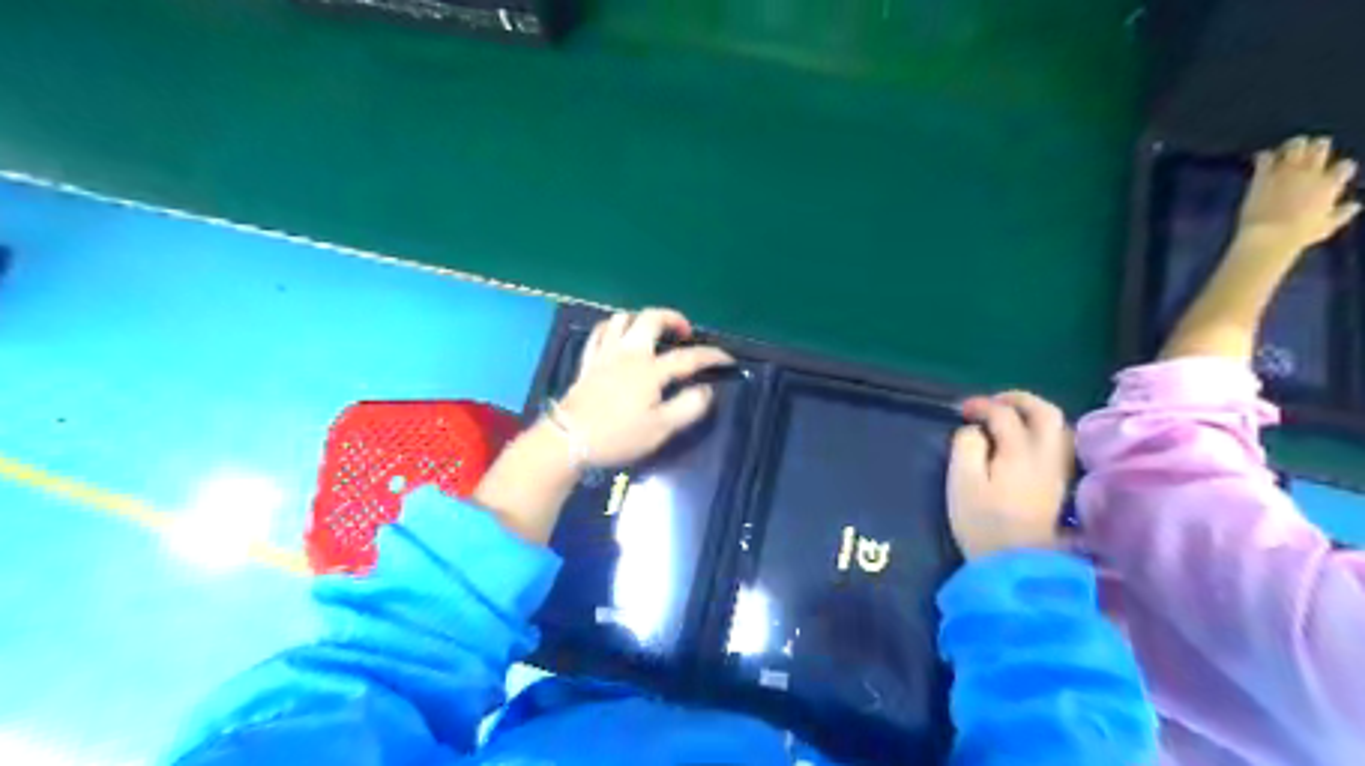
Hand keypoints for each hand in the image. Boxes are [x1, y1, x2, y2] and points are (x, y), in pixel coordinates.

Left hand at [554, 304, 735, 465]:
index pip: (688, 357)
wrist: (568, 439)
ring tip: (652, 333)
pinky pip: (600, 333)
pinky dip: (613, 329)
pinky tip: (618, 337)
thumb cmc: (618, 436)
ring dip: (641, 320)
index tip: (727, 360)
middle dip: (673, 318)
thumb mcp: (661, 429)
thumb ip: (688, 407)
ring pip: (623, 319)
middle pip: (651, 319)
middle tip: (685, 332)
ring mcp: (605, 354)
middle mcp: (629, 353)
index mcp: (650, 370)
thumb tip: (706, 390)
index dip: (711, 356)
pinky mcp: (588, 362)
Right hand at [947, 392, 1072, 559]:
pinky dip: (1043, 432)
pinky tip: (1025, 442)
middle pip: (1046, 412)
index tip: (961, 410)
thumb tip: (975, 431)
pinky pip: (1059, 444)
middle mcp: (1046, 456)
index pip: (1004, 415)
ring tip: (1009, 418)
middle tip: (993, 402)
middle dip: (1019, 399)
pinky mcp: (1059, 486)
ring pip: (1058, 428)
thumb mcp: (961, 482)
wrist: (1016, 565)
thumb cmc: (982, 522)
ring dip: (1034, 414)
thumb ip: (966, 447)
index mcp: (1019, 452)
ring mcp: (1057, 471)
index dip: (982, 405)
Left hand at [1234, 134, 1358, 252]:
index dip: (1340, 169)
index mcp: (1331, 184)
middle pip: (1321, 146)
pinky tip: (1263, 160)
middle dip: (1317, 147)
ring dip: (1292, 146)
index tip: (1333, 174)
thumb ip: (1342, 214)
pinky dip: (1265, 156)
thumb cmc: (1299, 236)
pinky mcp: (1263, 176)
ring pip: (1295, 145)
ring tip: (1288, 151)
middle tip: (1309, 152)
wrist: (1268, 237)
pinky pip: (1266, 157)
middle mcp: (1311, 173)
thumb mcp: (1327, 227)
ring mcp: (1286, 172)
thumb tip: (1356, 206)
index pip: (1345, 166)